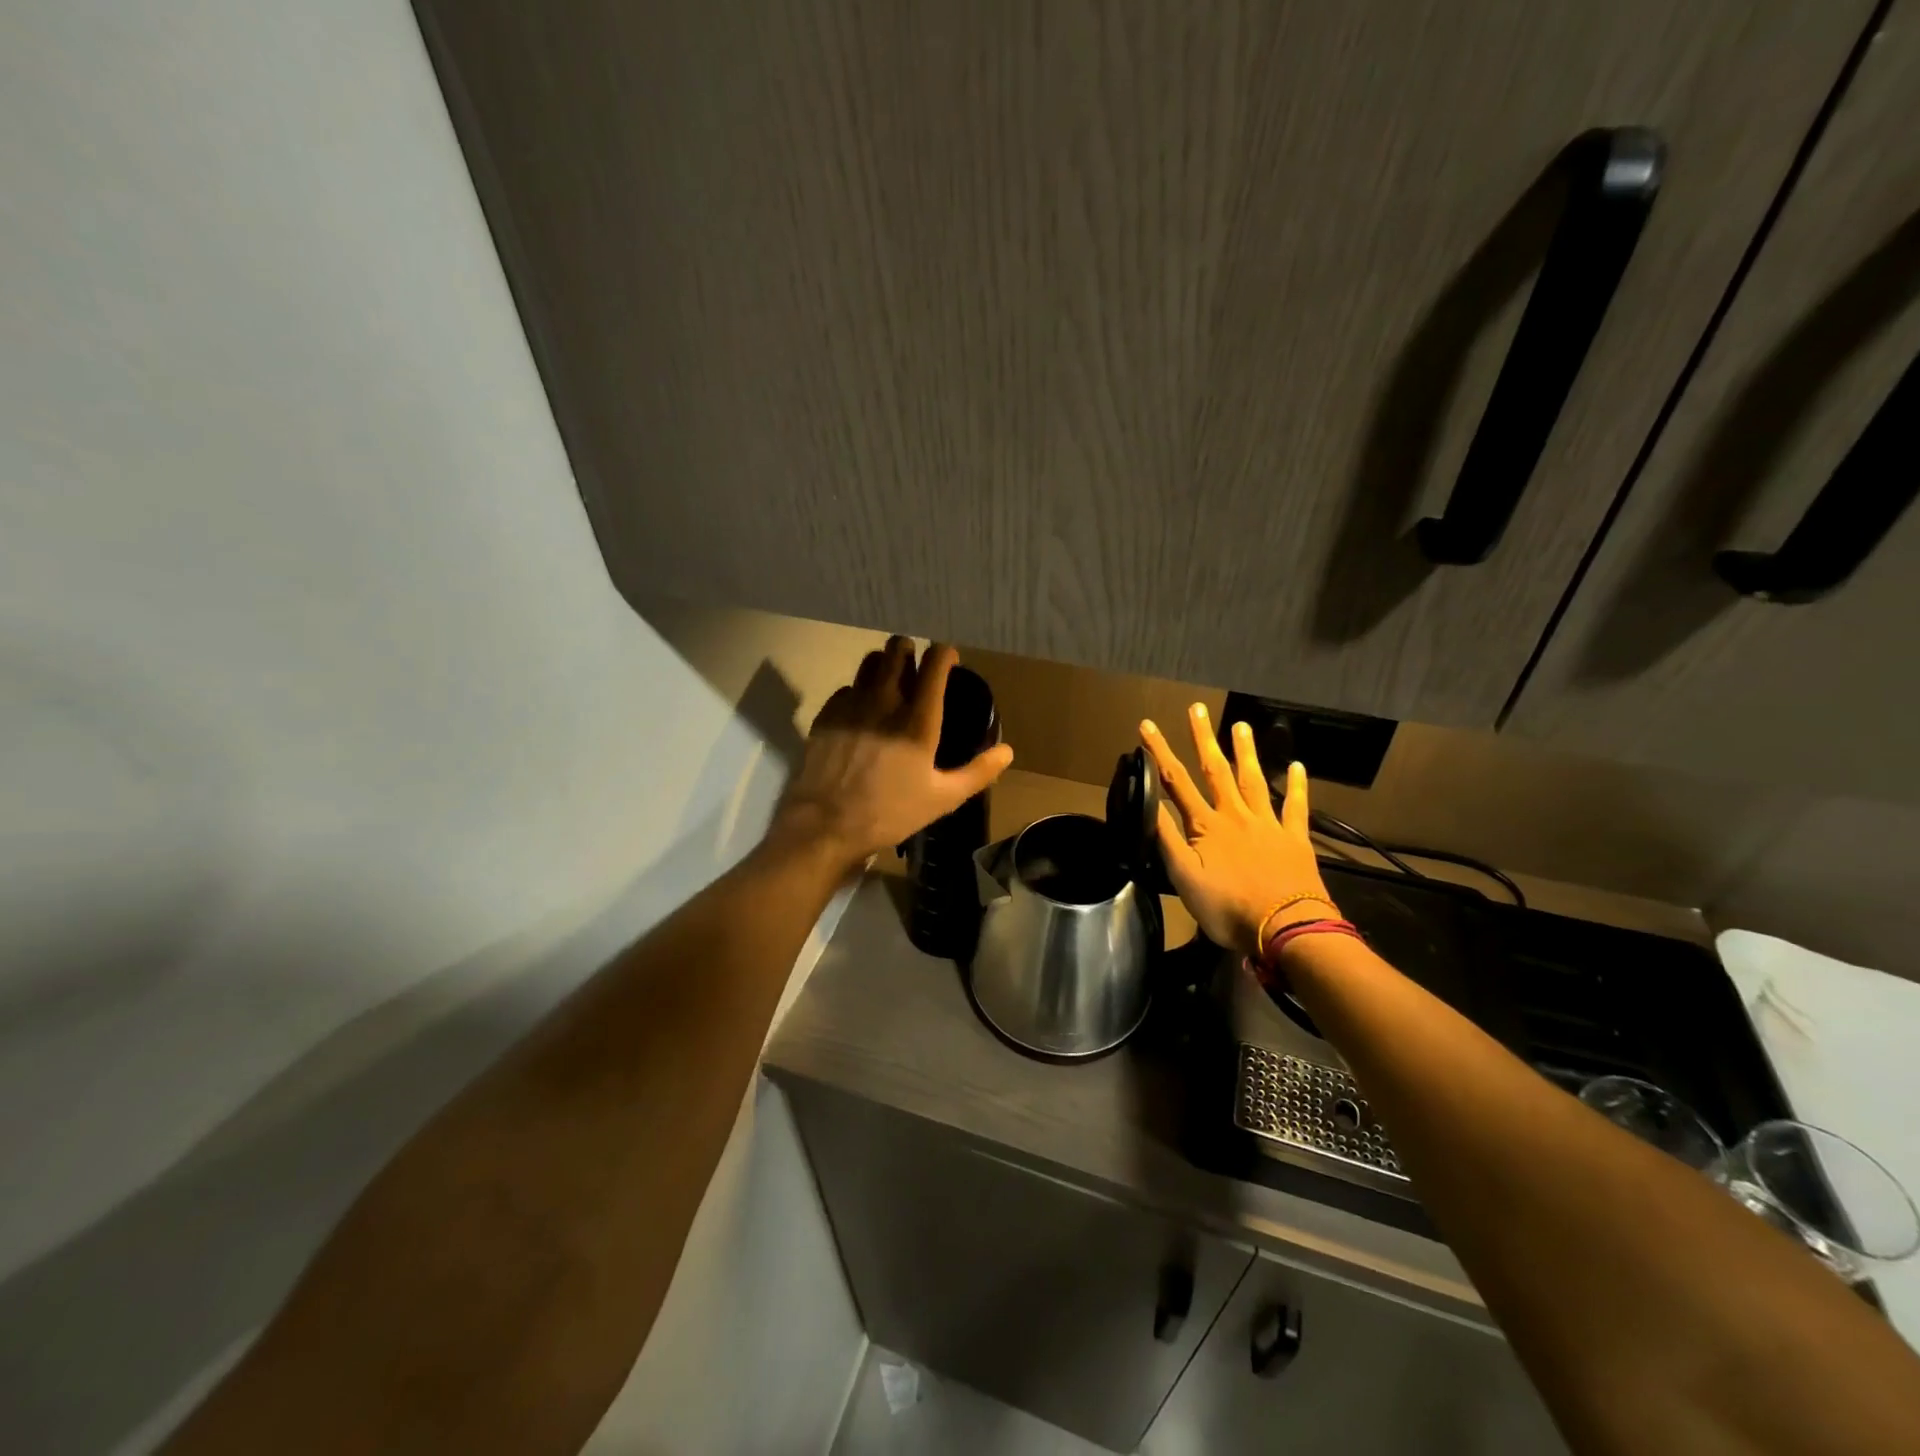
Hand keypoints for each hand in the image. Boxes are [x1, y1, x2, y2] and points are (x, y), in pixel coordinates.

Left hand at [770, 638, 1014, 871]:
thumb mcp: (943, 798)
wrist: (827, 824)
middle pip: (898, 648)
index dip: (945, 654)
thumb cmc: (890, 812)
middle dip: (911, 651)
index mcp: (918, 718)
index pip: (935, 662)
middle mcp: (885, 699)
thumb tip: (1007, 752)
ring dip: (885, 665)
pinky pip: (847, 687)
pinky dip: (859, 692)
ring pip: (870, 661)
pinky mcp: (827, 713)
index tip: (950, 662)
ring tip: (891, 684)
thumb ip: (978, 772)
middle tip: (917, 670)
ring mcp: (852, 703)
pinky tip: (862, 713)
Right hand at [1140, 704, 1335, 955]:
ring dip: (1245, 751)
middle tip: (1197, 708)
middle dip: (1203, 737)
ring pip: (1253, 780)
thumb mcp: (1184, 878)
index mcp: (1206, 826)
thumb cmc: (1228, 908)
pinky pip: (1296, 807)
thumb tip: (1147, 805)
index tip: (1147, 726)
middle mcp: (1235, 815)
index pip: (1176, 782)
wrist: (1285, 928)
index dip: (1159, 752)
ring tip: (1241, 725)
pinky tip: (1297, 766)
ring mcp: (1268, 824)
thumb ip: (1167, 840)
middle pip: (1216, 769)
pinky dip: (1296, 786)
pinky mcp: (1295, 839)